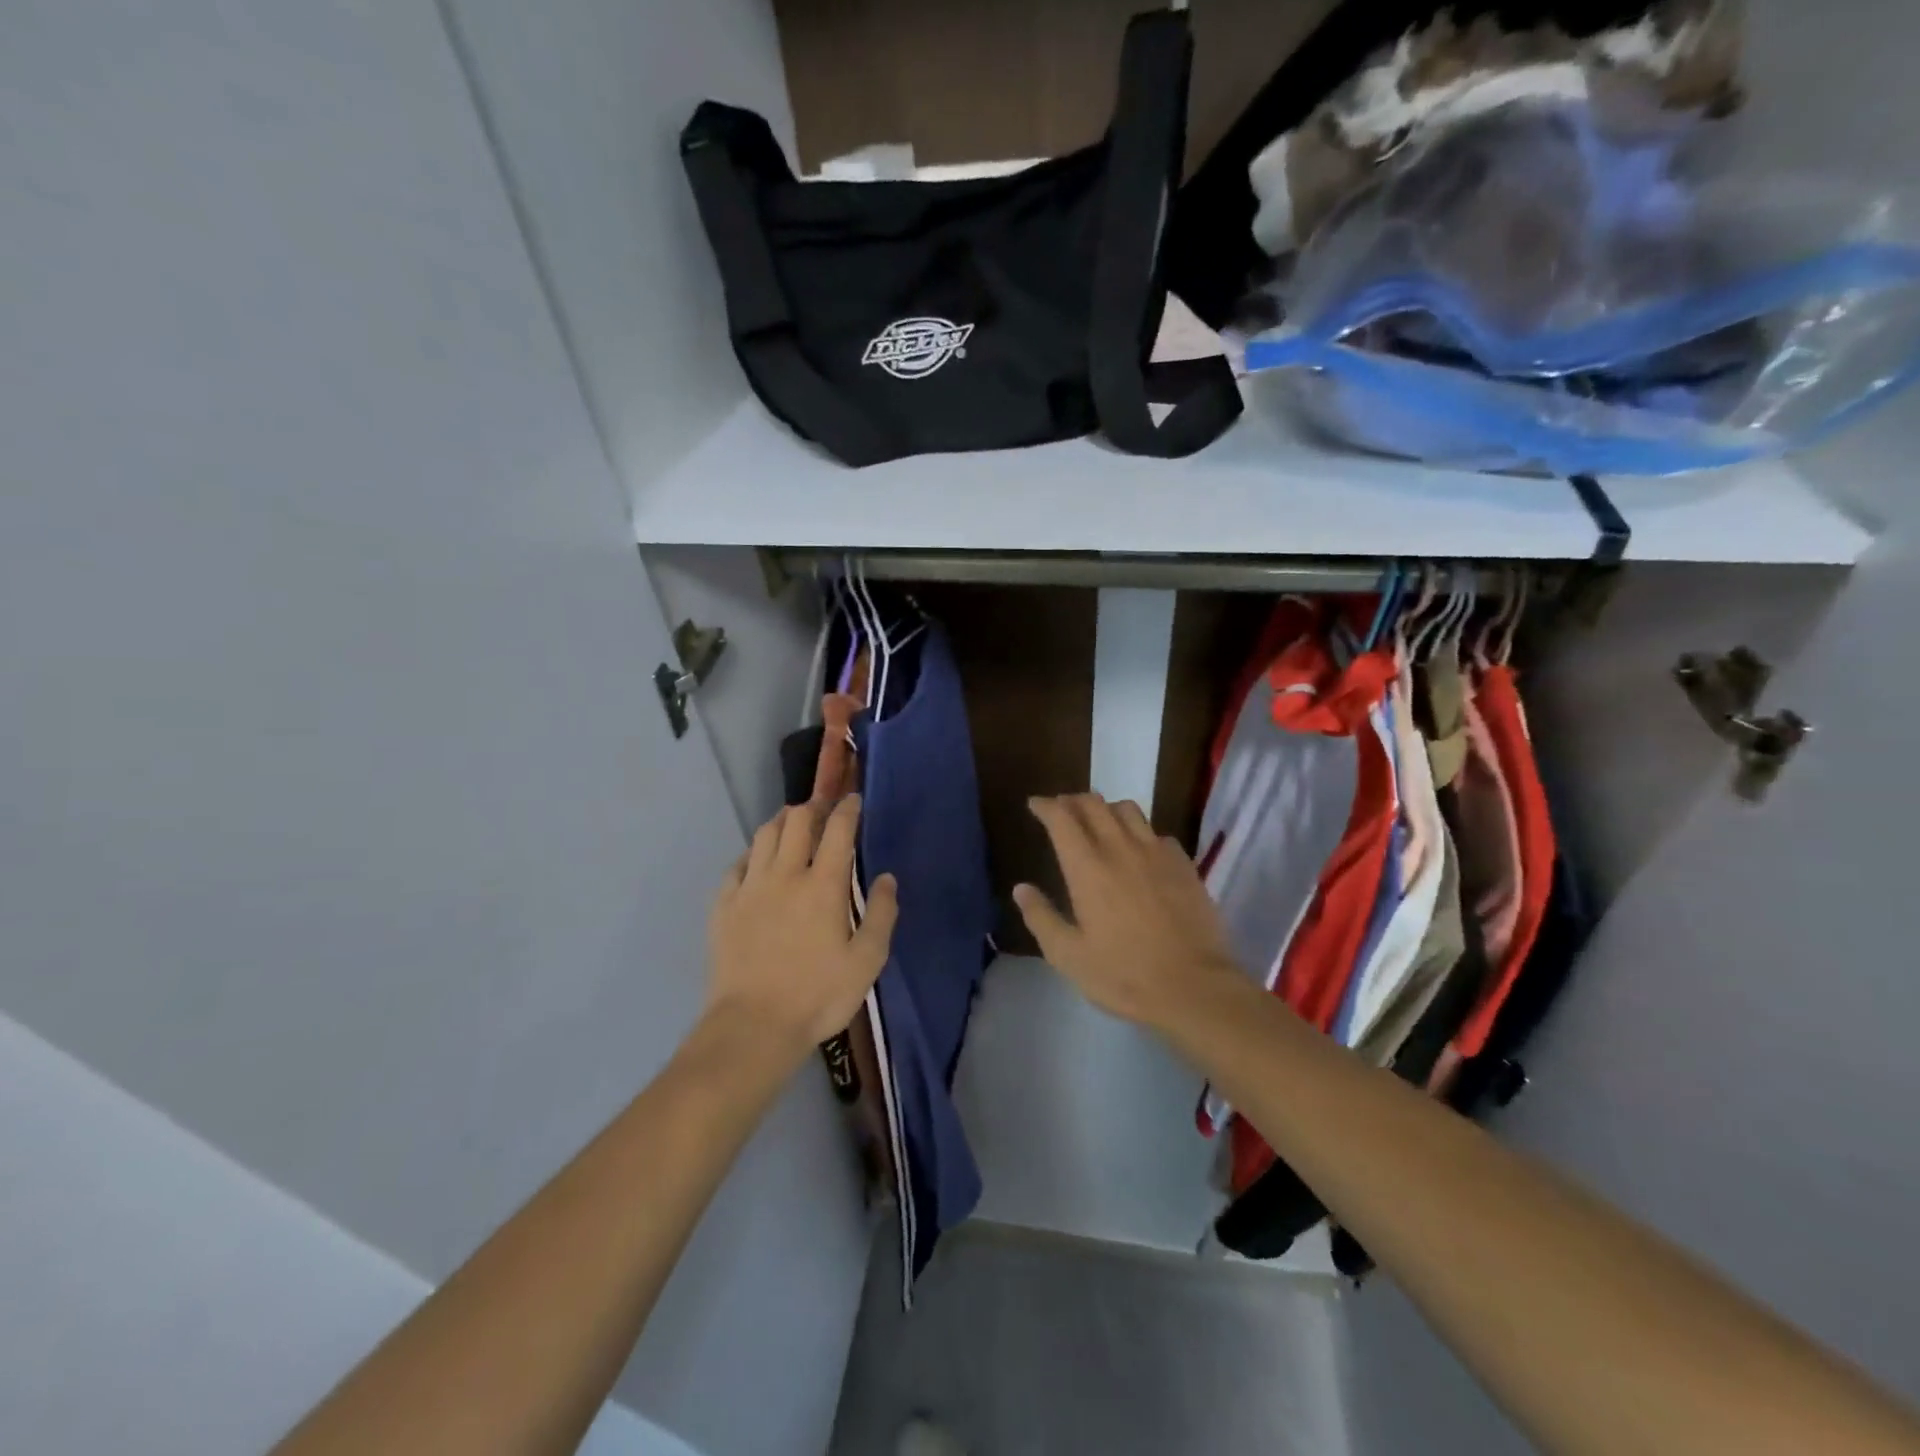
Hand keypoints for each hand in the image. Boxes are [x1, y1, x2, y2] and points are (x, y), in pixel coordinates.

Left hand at [706, 797, 897, 1066]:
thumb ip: (882, 915)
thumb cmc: (818, 996)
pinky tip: (758, 860)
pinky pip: (738, 864)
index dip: (847, 809)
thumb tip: (887, 879)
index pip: (837, 830)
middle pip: (796, 820)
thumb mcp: (867, 961)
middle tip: (823, 810)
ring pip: (764, 834)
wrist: (752, 1026)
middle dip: (813, 807)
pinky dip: (753, 852)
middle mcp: (785, 875)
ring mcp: (750, 888)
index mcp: (823, 885)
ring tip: (793, 825)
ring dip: (782, 822)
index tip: (854, 800)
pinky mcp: (724, 905)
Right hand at [1014, 795, 1244, 1031]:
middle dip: (1072, 801)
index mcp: (1087, 868)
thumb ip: (1041, 918)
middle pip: (1094, 805)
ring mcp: (1157, 853)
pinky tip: (1140, 849)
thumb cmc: (1124, 975)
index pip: (1062, 819)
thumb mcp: (1069, 956)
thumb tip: (1021, 888)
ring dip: (1106, 808)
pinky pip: (1157, 833)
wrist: (1196, 988)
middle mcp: (1121, 849)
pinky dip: (1140, 831)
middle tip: (1062, 808)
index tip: (1035, 804)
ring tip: (1098, 820)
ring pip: (1128, 810)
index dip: (1046, 806)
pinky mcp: (1184, 865)